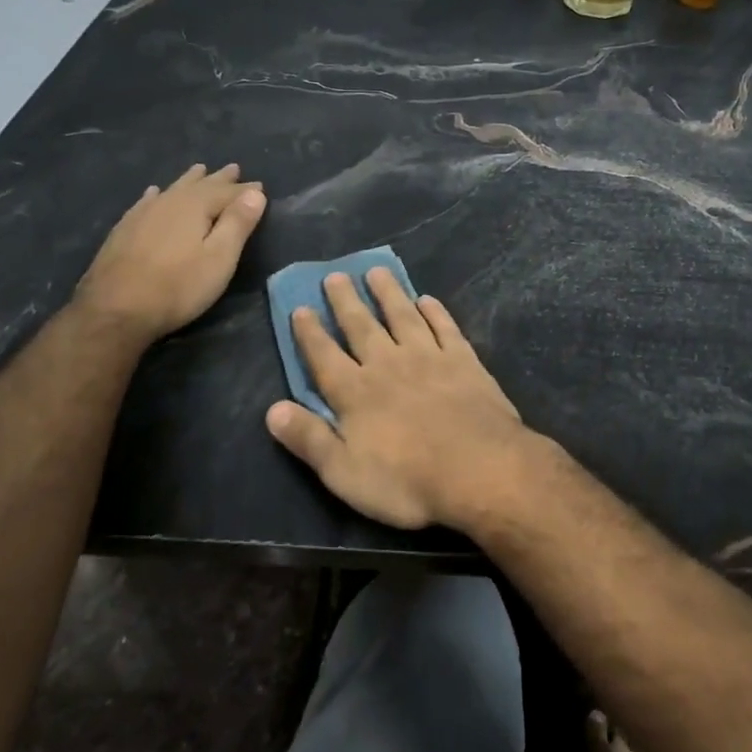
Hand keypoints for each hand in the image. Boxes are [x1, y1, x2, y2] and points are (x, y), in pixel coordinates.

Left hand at [72, 163, 265, 341]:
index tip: (260, 185)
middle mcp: (169, 201)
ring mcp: (143, 214)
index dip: (246, 190)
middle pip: (200, 185)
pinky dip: (157, 194)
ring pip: (173, 189)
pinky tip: (154, 193)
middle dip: (219, 179)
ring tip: (200, 169)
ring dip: (190, 180)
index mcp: (195, 206)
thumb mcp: (219, 258)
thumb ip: (238, 223)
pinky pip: (147, 201)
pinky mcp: (125, 229)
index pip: (228, 192)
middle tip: (233, 169)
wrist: (115, 308)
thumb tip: (255, 192)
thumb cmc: (178, 286)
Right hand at [264, 267, 532, 530]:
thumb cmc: (406, 480)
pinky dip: (435, 312)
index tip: (300, 307)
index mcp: (355, 393)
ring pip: (402, 316)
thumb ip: (309, 439)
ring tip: (376, 271)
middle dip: (345, 301)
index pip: (324, 356)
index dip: (310, 332)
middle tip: (335, 275)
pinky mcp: (464, 360)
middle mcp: (387, 365)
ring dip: (388, 293)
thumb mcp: (344, 473)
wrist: (479, 469)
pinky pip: (445, 327)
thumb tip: (272, 410)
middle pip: (361, 326)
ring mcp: (428, 358)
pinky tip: (427, 300)